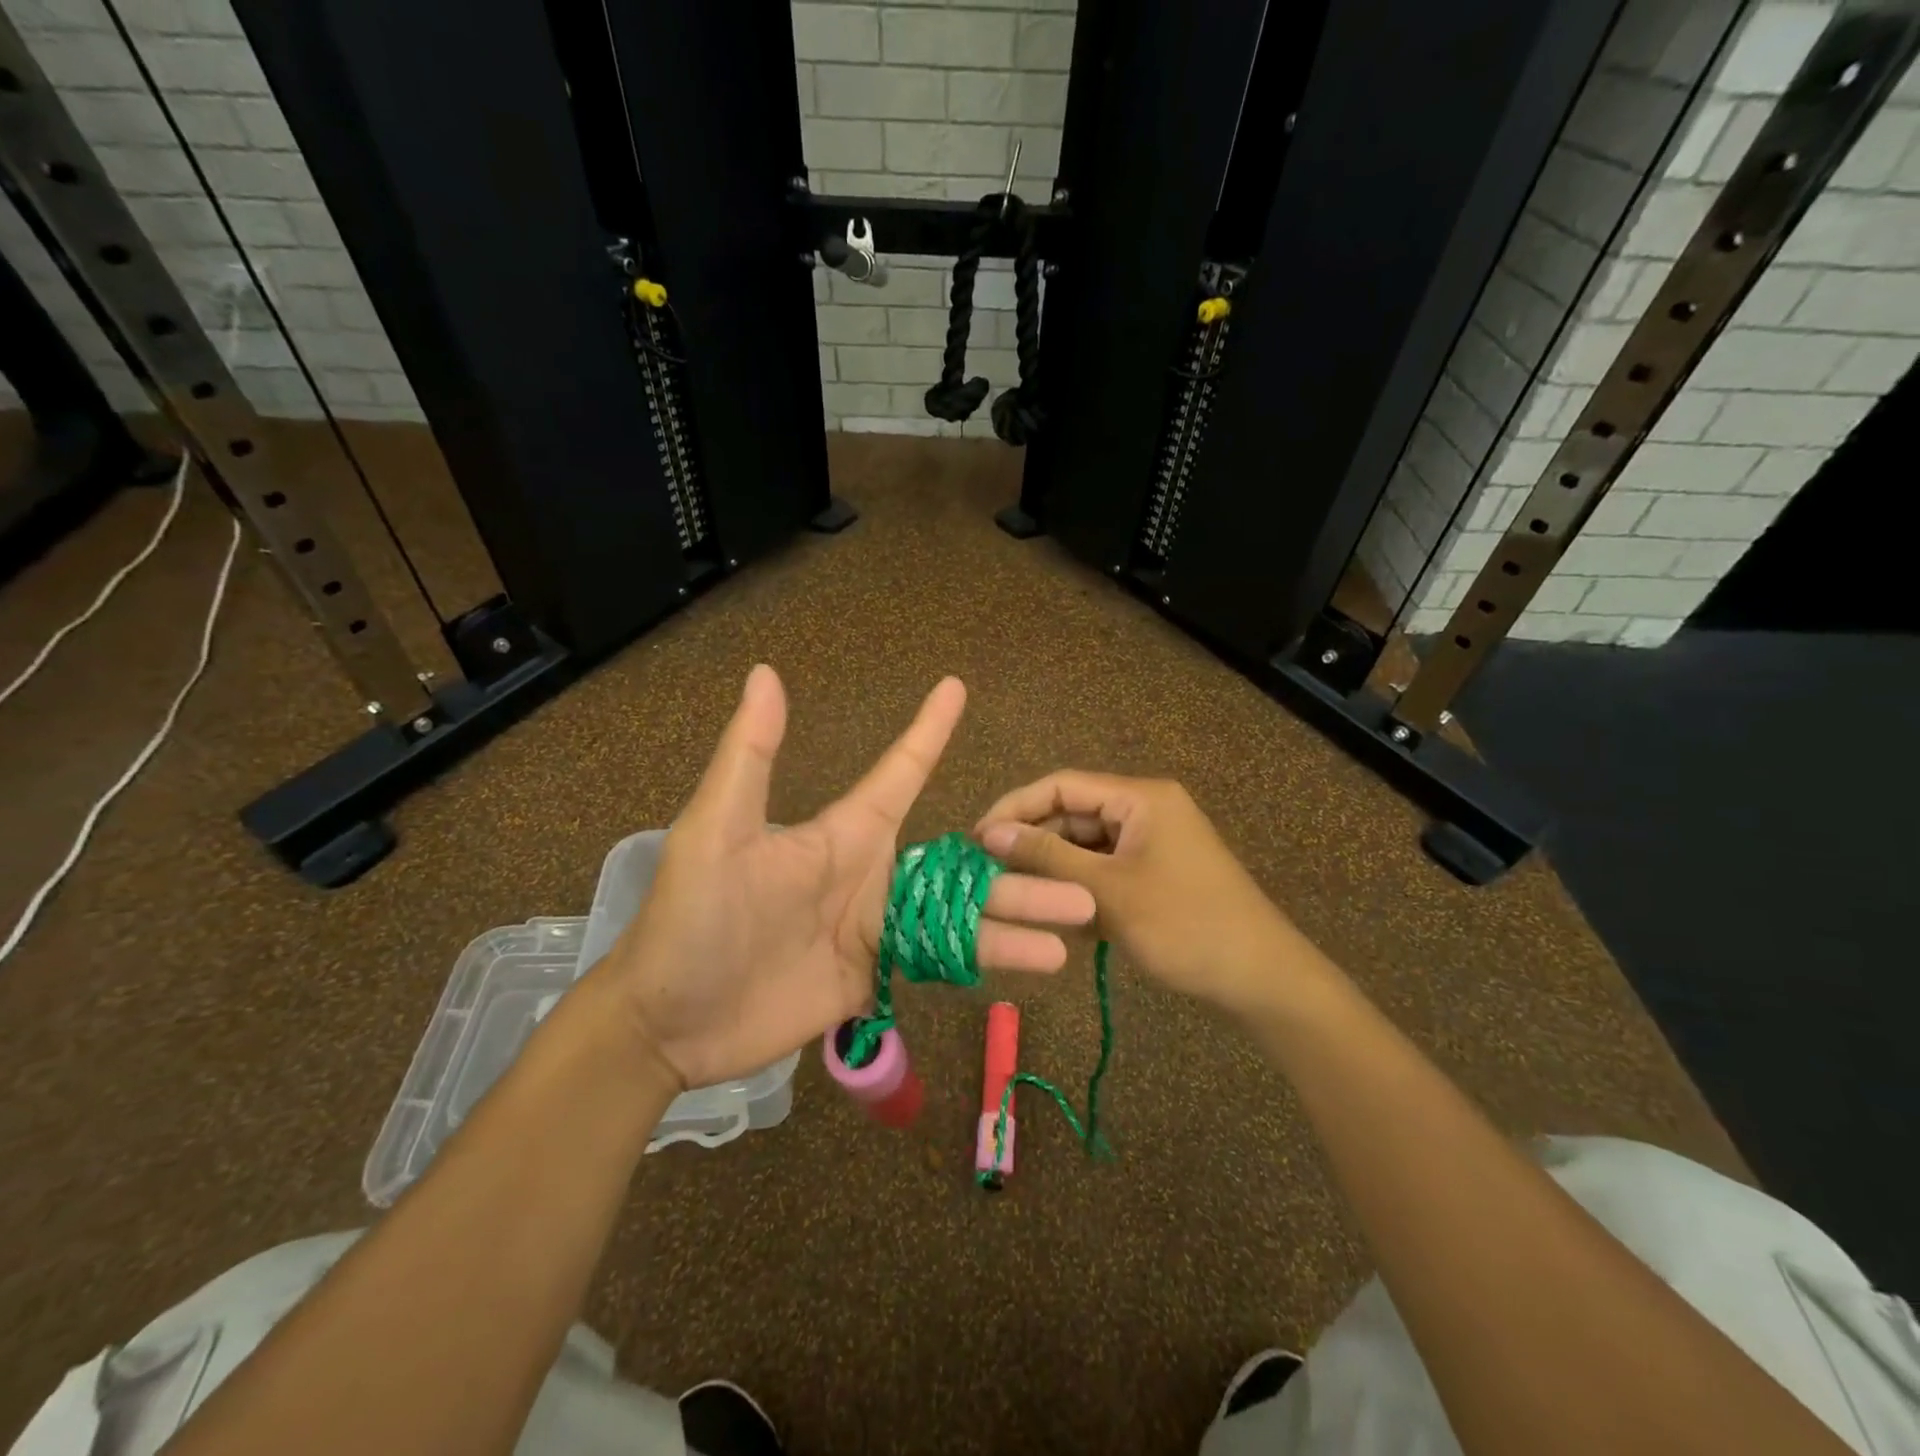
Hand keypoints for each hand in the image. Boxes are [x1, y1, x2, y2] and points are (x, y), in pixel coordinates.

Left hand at [586, 668, 1096, 1089]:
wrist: (668, 1021)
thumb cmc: (691, 918)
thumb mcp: (717, 831)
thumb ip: (750, 757)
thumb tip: (767, 672)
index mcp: (843, 834)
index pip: (899, 774)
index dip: (928, 732)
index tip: (956, 689)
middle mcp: (871, 874)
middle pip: (960, 864)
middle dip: (1018, 866)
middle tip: (1079, 874)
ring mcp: (877, 927)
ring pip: (963, 917)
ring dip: (1019, 919)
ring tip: (1077, 924)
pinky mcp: (875, 975)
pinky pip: (942, 961)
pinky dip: (989, 961)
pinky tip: (1035, 967)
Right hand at [976, 772, 1315, 1020]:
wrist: (1261, 980)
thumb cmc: (1185, 926)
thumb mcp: (1107, 892)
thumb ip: (1046, 857)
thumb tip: (990, 833)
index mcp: (1139, 798)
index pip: (1061, 785)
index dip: (1015, 807)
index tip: (976, 839)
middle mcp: (1144, 809)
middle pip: (1071, 815)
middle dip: (1033, 843)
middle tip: (989, 875)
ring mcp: (1151, 842)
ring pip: (1085, 846)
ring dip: (1053, 870)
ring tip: (1016, 899)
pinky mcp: (1153, 872)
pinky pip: (1104, 869)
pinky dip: (1078, 889)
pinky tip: (1055, 916)